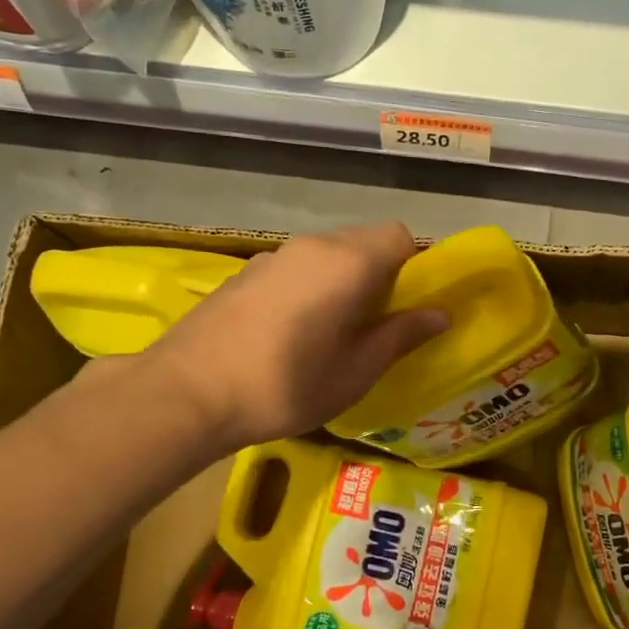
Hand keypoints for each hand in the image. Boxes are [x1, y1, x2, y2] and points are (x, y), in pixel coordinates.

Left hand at [144, 222, 446, 450]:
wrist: (187, 393)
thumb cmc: (286, 386)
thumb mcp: (355, 371)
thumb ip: (400, 336)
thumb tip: (440, 314)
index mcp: (348, 262)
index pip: (399, 236)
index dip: (414, 266)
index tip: (409, 306)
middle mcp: (312, 245)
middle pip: (363, 241)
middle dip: (380, 274)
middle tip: (376, 325)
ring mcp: (273, 255)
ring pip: (328, 254)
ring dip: (343, 280)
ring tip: (333, 332)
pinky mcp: (245, 271)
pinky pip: (296, 267)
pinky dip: (310, 286)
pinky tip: (292, 332)